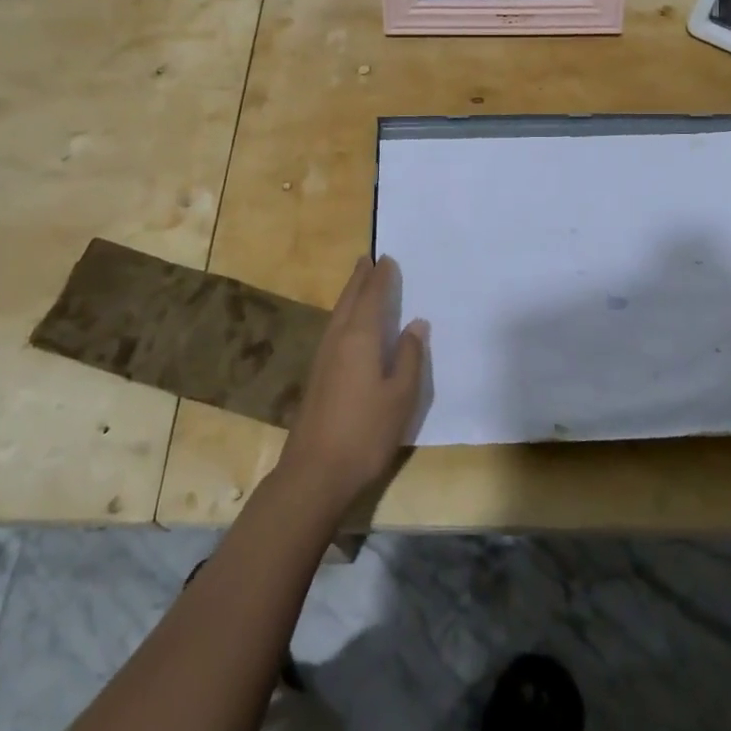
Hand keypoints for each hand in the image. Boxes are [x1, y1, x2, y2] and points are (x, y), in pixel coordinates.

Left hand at [278, 255, 428, 514]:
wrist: (315, 472)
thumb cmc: (365, 432)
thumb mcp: (401, 396)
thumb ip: (410, 357)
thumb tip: (416, 323)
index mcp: (360, 337)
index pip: (372, 297)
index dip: (381, 278)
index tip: (387, 259)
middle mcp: (338, 339)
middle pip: (350, 299)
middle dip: (360, 279)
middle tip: (368, 259)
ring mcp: (323, 357)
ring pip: (338, 314)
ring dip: (350, 294)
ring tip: (359, 282)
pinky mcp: (317, 376)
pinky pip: (333, 329)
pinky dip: (344, 314)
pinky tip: (349, 325)